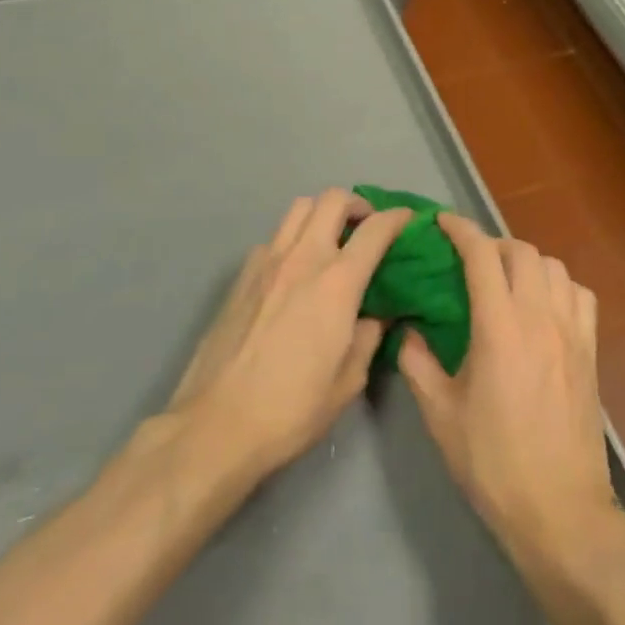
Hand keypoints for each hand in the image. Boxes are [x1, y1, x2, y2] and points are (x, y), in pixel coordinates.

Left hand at [165, 188, 411, 485]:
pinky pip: (274, 237)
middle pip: (333, 199)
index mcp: (337, 282)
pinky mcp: (241, 276)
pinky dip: (293, 239)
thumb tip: (378, 314)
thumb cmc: (291, 408)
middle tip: (366, 228)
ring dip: (322, 213)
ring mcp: (267, 262)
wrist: (216, 425)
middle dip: (358, 205)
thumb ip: (370, 336)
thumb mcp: (349, 380)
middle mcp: (303, 258)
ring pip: (299, 207)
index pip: (375, 229)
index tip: (408, 220)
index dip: (397, 218)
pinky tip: (294, 271)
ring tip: (331, 241)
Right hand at [398, 214, 618, 568]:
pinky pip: (580, 294)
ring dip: (526, 261)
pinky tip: (544, 305)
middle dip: (491, 244)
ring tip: (506, 280)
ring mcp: (572, 332)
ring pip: (554, 267)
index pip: (482, 256)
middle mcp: (540, 318)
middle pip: (521, 251)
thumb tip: (407, 331)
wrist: (559, 509)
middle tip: (469, 261)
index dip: (460, 230)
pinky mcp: (591, 351)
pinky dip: (560, 285)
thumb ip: (417, 364)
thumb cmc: (493, 463)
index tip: (441, 222)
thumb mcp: (441, 416)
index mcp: (500, 328)